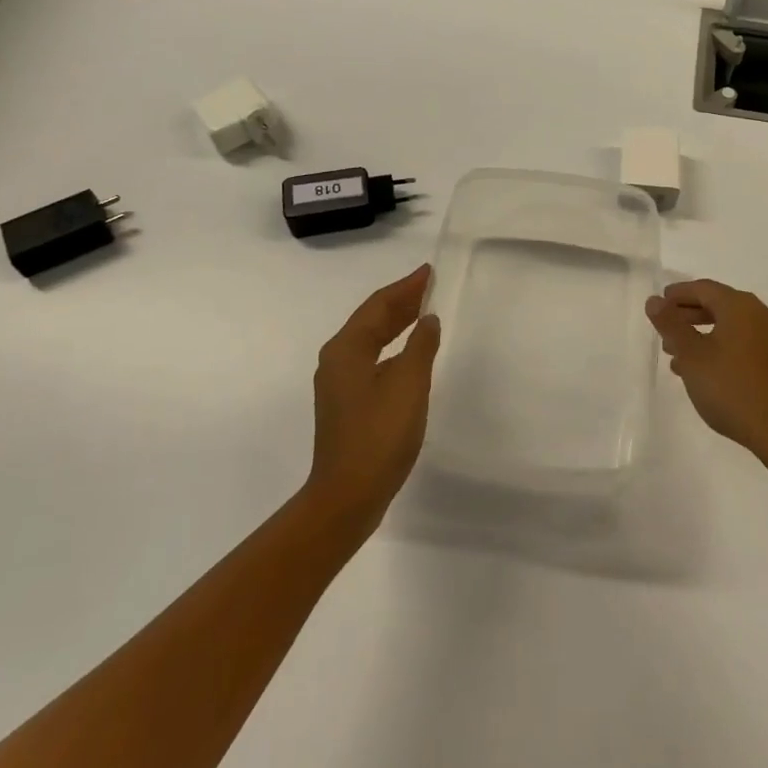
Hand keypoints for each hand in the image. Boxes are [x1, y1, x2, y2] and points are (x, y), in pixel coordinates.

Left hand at [309, 266, 441, 526]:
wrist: (348, 496)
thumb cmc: (379, 434)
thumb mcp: (409, 385)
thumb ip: (421, 346)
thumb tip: (428, 320)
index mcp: (346, 349)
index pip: (378, 305)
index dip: (406, 287)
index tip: (429, 272)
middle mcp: (337, 360)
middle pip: (371, 320)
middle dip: (401, 302)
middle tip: (430, 286)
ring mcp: (339, 383)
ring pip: (371, 340)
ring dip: (397, 324)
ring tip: (425, 312)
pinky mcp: (347, 404)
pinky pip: (373, 360)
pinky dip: (393, 348)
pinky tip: (411, 355)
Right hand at [646, 279, 767, 468]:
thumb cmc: (734, 388)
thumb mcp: (692, 356)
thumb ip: (671, 325)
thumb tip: (654, 301)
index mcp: (740, 306)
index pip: (703, 288)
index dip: (678, 294)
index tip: (658, 304)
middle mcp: (762, 315)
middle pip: (719, 305)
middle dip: (689, 316)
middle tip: (665, 331)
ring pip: (732, 328)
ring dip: (704, 336)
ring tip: (679, 358)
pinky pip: (745, 345)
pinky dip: (722, 350)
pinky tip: (708, 375)